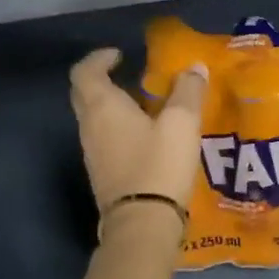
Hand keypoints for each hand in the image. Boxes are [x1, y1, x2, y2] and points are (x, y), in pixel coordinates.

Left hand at [69, 48, 208, 236]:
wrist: (143, 223)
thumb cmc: (158, 165)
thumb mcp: (182, 123)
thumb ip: (188, 91)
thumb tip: (194, 67)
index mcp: (102, 107)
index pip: (85, 71)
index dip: (99, 58)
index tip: (119, 54)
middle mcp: (89, 127)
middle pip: (84, 94)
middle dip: (103, 80)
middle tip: (130, 76)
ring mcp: (92, 153)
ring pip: (94, 119)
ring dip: (113, 106)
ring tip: (145, 106)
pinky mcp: (103, 175)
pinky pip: (104, 140)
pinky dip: (118, 129)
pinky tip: (146, 137)